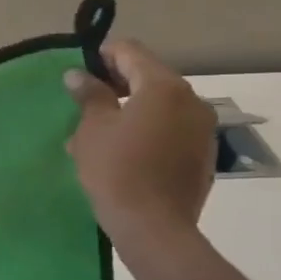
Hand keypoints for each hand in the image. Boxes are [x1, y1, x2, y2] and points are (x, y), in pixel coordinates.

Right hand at [64, 40, 214, 246]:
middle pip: (148, 77)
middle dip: (115, 85)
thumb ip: (89, 94)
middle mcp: (191, 100)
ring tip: (98, 133)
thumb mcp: (93, 128)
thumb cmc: (117, 170)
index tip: (79, 74)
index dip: (101, 56)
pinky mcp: (202, 154)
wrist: (154, 228)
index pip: (130, 51)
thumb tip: (79, 74)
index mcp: (164, 86)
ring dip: (129, 110)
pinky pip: (170, 129)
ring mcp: (202, 129)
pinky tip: (121, 152)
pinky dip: (146, 130)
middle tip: (84, 104)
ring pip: (159, 105)